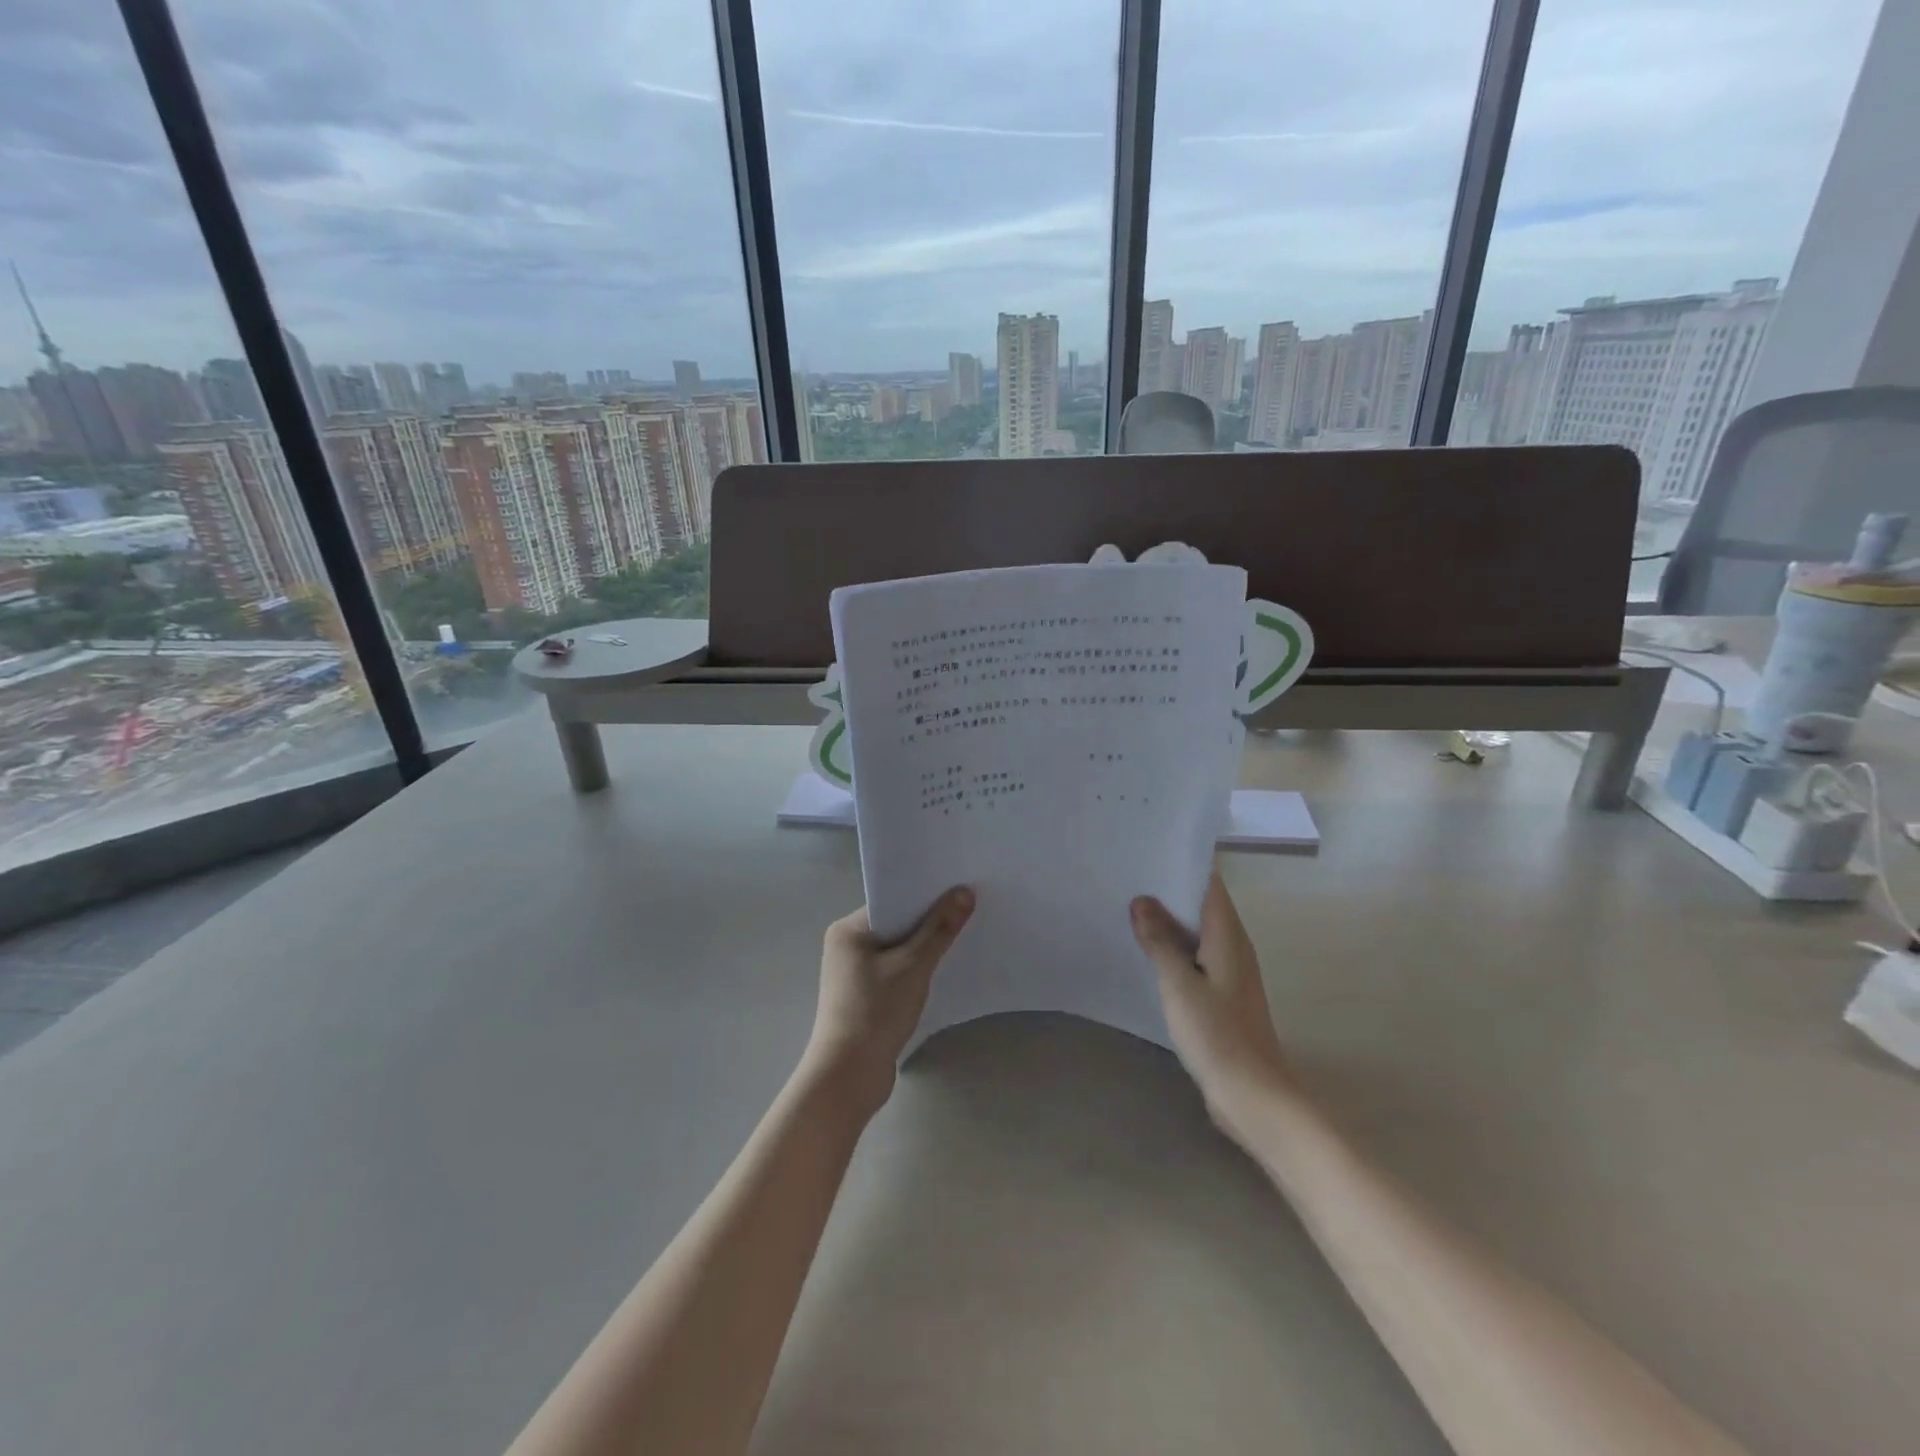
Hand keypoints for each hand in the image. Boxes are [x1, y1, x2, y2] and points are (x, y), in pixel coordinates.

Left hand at [802, 887, 974, 1120]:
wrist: (849, 1076)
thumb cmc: (875, 1011)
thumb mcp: (913, 966)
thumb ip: (940, 928)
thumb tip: (965, 892)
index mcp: (848, 930)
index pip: (891, 900)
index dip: (925, 895)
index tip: (959, 889)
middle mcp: (847, 946)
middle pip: (896, 923)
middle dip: (929, 920)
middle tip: (968, 910)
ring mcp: (854, 973)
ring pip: (897, 949)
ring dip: (924, 947)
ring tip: (962, 937)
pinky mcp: (864, 996)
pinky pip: (895, 970)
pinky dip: (916, 969)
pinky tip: (942, 970)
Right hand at [1132, 874, 1293, 1141]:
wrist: (1253, 1097)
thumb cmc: (1217, 1035)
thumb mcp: (1179, 984)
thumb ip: (1159, 941)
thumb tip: (1142, 901)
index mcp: (1228, 936)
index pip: (1208, 884)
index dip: (1180, 864)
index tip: (1145, 852)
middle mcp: (1233, 947)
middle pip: (1200, 906)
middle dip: (1166, 893)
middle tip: (1125, 878)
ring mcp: (1229, 973)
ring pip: (1196, 934)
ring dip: (1167, 924)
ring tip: (1127, 909)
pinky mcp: (1221, 997)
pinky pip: (1195, 960)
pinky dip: (1172, 951)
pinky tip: (1145, 954)